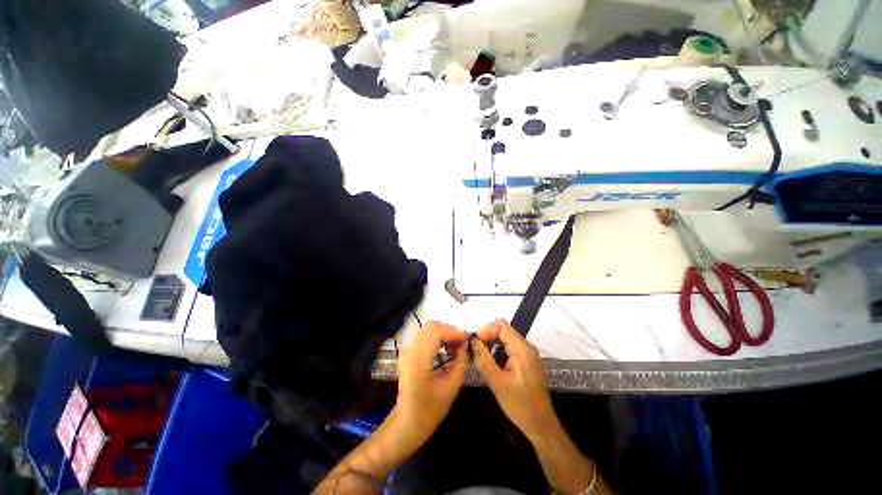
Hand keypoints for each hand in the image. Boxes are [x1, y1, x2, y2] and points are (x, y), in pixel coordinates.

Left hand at [393, 321, 467, 453]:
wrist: (407, 423)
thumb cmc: (430, 411)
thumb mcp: (451, 387)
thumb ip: (461, 362)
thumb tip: (466, 344)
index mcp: (418, 360)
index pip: (436, 332)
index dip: (454, 332)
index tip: (468, 339)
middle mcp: (410, 350)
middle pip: (431, 326)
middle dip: (449, 330)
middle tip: (463, 342)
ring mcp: (406, 350)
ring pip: (428, 329)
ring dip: (444, 333)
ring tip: (457, 345)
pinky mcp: (408, 352)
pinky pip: (424, 336)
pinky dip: (437, 337)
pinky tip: (446, 348)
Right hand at [470, 320, 556, 440]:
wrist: (541, 424)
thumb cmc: (520, 405)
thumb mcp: (498, 382)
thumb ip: (484, 359)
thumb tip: (472, 341)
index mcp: (522, 349)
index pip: (502, 327)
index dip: (486, 330)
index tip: (473, 343)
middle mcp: (526, 346)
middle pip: (503, 329)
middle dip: (487, 336)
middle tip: (474, 349)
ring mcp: (527, 353)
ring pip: (505, 337)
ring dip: (491, 342)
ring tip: (478, 354)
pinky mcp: (525, 360)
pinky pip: (509, 346)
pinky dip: (497, 349)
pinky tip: (489, 360)